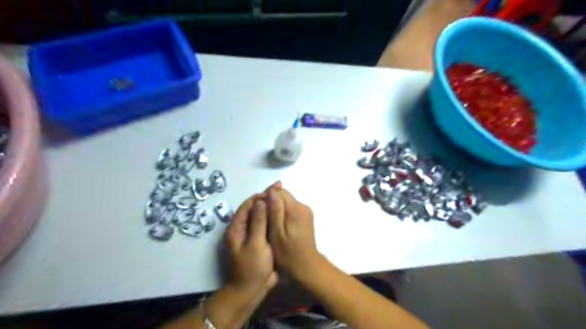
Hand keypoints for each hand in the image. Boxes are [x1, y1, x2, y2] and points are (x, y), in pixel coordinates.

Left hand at [225, 191, 278, 294]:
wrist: (252, 290)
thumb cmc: (252, 267)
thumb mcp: (256, 243)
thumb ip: (259, 222)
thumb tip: (261, 201)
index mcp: (237, 228)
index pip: (247, 205)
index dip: (260, 195)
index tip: (274, 188)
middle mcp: (242, 228)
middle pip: (254, 208)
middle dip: (267, 198)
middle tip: (281, 188)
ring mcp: (251, 234)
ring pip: (261, 215)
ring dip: (270, 206)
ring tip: (283, 197)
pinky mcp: (259, 239)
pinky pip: (266, 224)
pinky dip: (273, 216)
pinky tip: (283, 212)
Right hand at [266, 187, 319, 278]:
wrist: (306, 265)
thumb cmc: (288, 253)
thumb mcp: (277, 233)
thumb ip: (275, 212)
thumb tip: (272, 192)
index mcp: (295, 209)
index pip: (280, 192)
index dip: (268, 197)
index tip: (260, 210)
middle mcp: (303, 206)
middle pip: (284, 196)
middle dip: (273, 203)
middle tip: (264, 218)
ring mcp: (306, 211)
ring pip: (287, 202)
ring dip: (278, 209)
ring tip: (270, 224)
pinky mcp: (306, 217)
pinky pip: (292, 209)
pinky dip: (284, 214)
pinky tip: (279, 226)